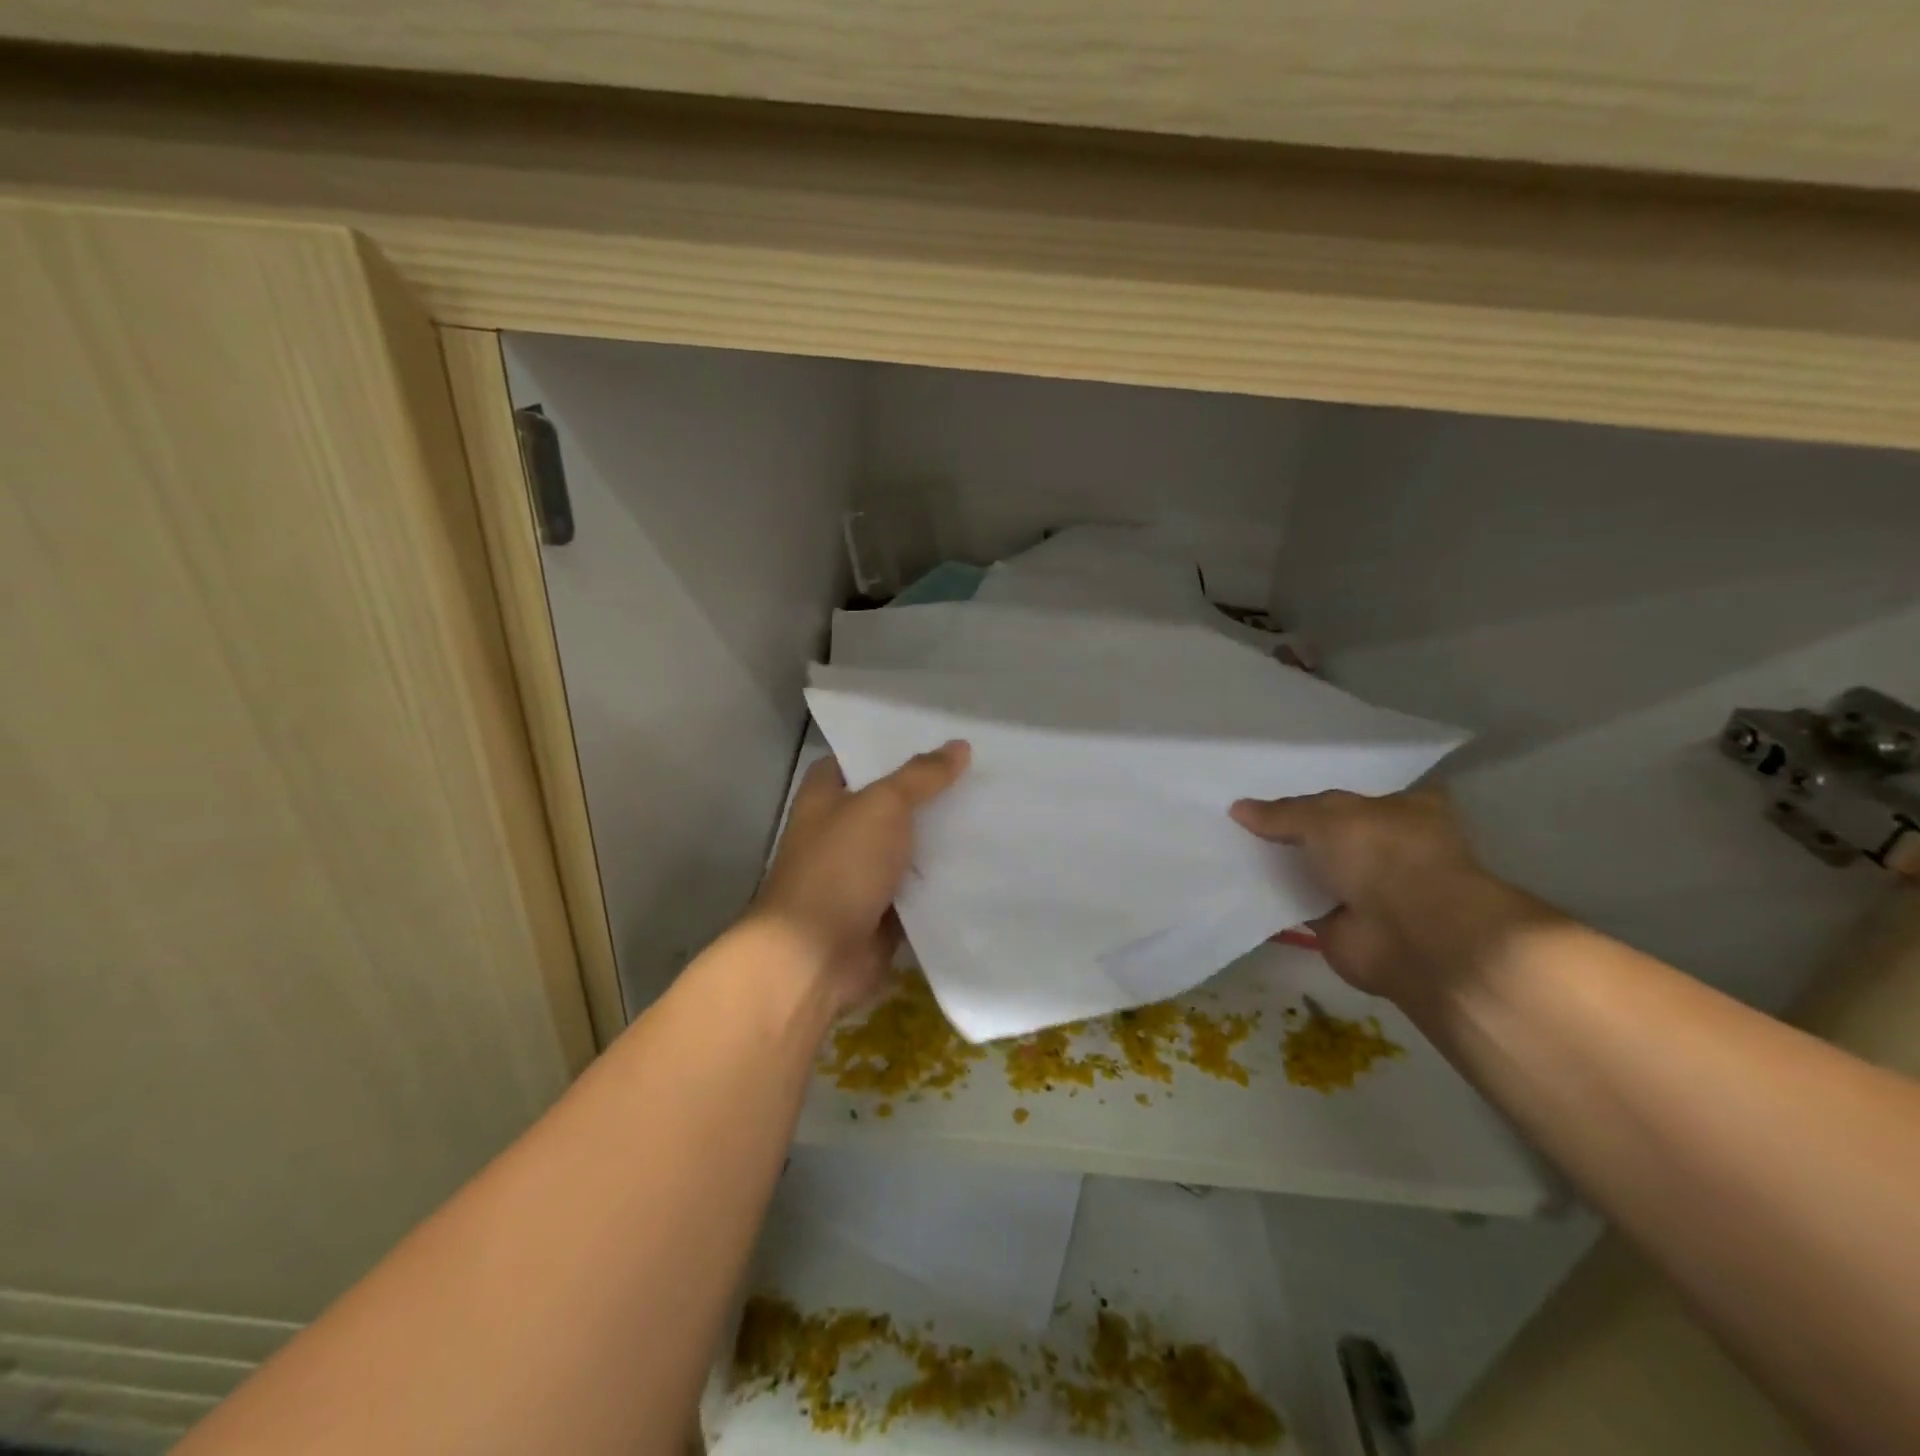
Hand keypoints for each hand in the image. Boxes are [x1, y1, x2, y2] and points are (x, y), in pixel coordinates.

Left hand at [749, 741, 969, 1014]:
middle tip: (983, 775)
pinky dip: (944, 880)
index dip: (894, 749)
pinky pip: (920, 888)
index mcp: (826, 797)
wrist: (815, 955)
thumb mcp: (883, 806)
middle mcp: (841, 831)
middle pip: (892, 803)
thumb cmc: (839, 866)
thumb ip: (921, 776)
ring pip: (909, 846)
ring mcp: (862, 873)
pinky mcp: (883, 910)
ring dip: (943, 837)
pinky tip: (986, 863)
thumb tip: (960, 746)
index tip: (941, 741)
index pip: (860, 759)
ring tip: (995, 813)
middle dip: (931, 793)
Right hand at [1231, 789, 1507, 1004]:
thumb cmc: (1382, 854)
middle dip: (1292, 832)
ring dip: (1282, 866)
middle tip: (1241, 824)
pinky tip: (1240, 886)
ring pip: (1314, 870)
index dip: (1312, 798)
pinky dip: (1277, 899)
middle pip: (1329, 834)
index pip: (1353, 798)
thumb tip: (1237, 808)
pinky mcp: (1346, 925)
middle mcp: (1390, 847)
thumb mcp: (1324, 817)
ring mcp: (1371, 889)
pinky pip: (1301, 905)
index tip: (1270, 800)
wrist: (1413, 934)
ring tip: (1230, 850)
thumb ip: (1281, 814)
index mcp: (1404, 809)